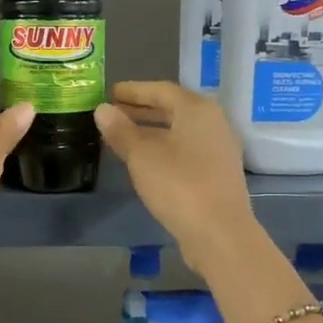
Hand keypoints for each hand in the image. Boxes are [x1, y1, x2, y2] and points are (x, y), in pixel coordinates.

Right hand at [95, 82, 256, 276]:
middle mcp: (213, 123)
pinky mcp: (217, 174)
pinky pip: (185, 151)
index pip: (161, 90)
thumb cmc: (179, 185)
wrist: (220, 233)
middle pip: (173, 109)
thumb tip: (102, 109)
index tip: (110, 93)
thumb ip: (121, 130)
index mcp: (197, 110)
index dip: (133, 91)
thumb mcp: (141, 156)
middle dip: (141, 110)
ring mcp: (218, 150)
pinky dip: (163, 149)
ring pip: (179, 132)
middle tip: (112, 113)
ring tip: (122, 137)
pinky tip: (145, 162)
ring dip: (150, 131)